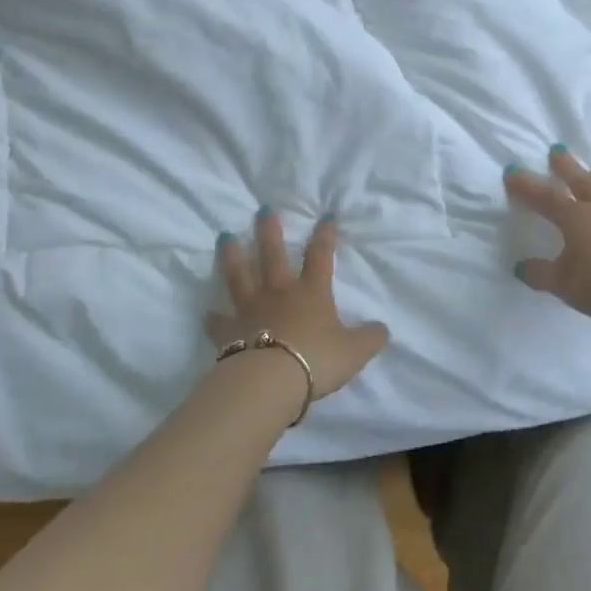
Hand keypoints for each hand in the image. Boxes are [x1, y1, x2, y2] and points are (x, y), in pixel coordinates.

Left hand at [205, 210, 389, 399]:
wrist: (271, 381)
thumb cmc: (316, 360)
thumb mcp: (354, 352)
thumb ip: (370, 338)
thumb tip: (382, 330)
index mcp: (311, 293)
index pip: (320, 256)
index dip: (325, 236)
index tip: (326, 216)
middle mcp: (279, 293)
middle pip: (272, 255)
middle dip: (269, 231)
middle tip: (262, 210)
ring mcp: (250, 310)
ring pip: (239, 277)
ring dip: (232, 256)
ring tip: (224, 237)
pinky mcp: (229, 333)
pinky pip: (219, 323)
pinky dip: (214, 318)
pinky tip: (208, 314)